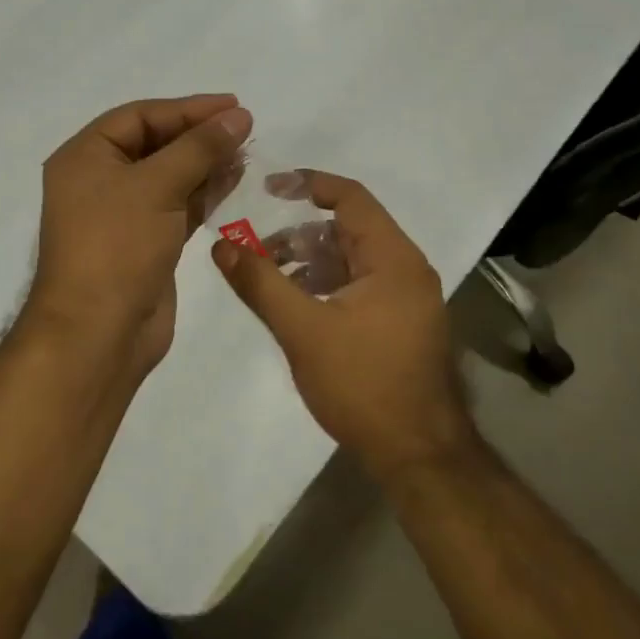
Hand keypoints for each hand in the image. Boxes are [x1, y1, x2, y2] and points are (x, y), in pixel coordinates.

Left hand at [28, 94, 252, 383]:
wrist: (98, 333)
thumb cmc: (117, 246)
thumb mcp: (157, 186)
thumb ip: (199, 148)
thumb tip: (238, 116)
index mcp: (85, 157)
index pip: (139, 117)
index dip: (187, 109)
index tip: (233, 105)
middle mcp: (99, 181)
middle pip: (154, 144)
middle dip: (198, 135)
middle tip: (244, 128)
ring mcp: (122, 215)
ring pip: (169, 176)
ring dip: (205, 163)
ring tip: (246, 152)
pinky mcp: (144, 243)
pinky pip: (176, 207)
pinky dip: (203, 194)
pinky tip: (233, 182)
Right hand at [211, 170, 475, 477]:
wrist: (418, 454)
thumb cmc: (363, 384)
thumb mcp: (302, 330)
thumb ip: (260, 283)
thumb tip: (221, 245)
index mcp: (393, 259)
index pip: (351, 197)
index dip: (308, 184)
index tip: (266, 188)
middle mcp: (406, 269)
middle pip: (349, 229)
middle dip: (300, 233)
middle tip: (258, 249)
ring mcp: (407, 298)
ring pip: (352, 259)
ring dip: (311, 261)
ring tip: (270, 280)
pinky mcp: (401, 322)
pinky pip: (360, 285)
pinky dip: (327, 284)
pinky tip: (297, 305)